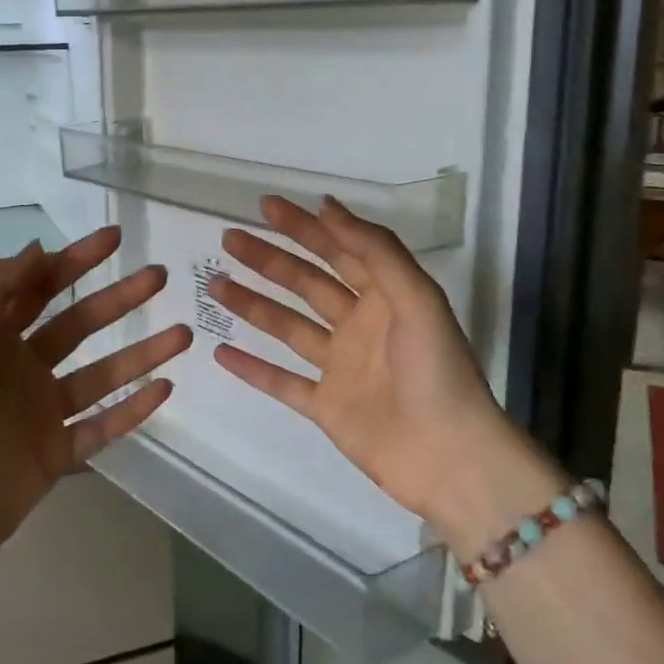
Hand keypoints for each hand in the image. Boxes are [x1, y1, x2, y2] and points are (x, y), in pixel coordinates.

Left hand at [0, 228, 189, 604]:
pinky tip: (165, 388)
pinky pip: (103, 425)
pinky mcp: (58, 453)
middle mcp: (22, 369)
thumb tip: (37, 248)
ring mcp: (43, 413)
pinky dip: (134, 409)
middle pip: (80, 325)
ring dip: (141, 353)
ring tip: (183, 333)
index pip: (41, 288)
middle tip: (159, 276)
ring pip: (102, 374)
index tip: (115, 238)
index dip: (76, 260)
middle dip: (118, 298)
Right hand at [209, 196, 562, 549]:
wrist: (450, 457)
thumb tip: (328, 206)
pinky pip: (282, 382)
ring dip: (252, 305)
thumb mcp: (416, 297)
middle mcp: (359, 325)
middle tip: (229, 239)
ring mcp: (340, 367)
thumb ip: (374, 250)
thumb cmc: (437, 370)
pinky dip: (252, 368)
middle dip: (268, 259)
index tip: (266, 206)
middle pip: (305, 283)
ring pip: (287, 327)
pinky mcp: (326, 407)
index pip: (338, 250)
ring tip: (214, 284)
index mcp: (385, 296)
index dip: (304, 227)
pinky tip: (220, 350)